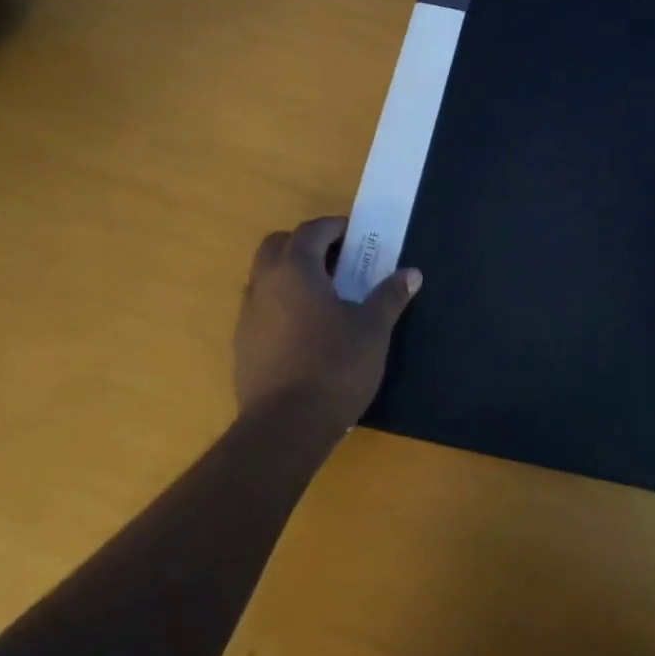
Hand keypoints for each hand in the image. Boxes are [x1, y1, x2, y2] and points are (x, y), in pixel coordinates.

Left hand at [233, 216, 420, 431]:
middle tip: (338, 260)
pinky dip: (282, 303)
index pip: (311, 230)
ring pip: (265, 277)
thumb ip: (390, 296)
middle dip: (306, 244)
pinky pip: (261, 308)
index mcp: (295, 270)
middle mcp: (264, 285)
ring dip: (291, 274)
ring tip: (325, 295)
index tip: (358, 237)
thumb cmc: (334, 366)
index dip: (335, 227)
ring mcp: (248, 316)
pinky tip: (307, 329)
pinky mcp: (242, 345)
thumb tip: (411, 273)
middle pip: (277, 246)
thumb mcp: (373, 329)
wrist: (285, 427)